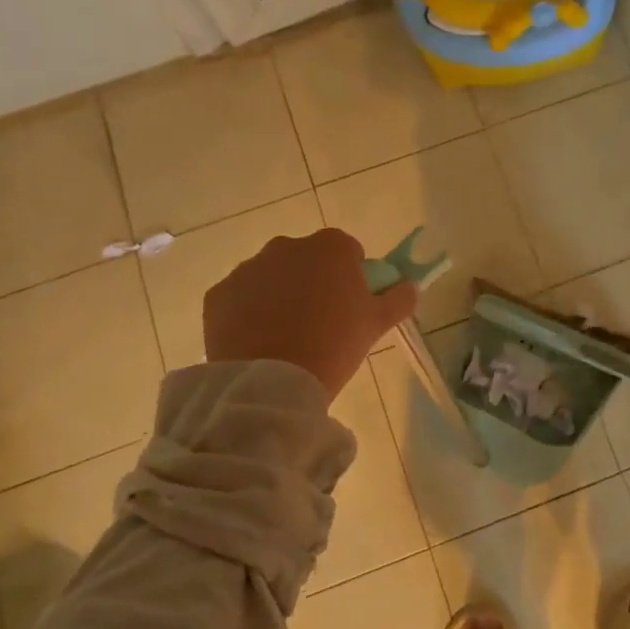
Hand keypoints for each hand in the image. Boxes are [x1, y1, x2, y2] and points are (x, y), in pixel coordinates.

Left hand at [202, 229, 417, 400]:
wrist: (271, 381)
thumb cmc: (334, 345)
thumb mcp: (377, 324)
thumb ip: (399, 299)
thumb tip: (411, 286)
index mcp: (330, 248)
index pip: (349, 252)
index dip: (353, 277)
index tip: (352, 306)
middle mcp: (286, 247)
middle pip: (307, 260)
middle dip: (314, 282)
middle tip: (322, 323)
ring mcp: (248, 268)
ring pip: (272, 277)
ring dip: (280, 296)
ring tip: (288, 337)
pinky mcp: (218, 294)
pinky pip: (242, 298)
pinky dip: (250, 313)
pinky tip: (260, 342)